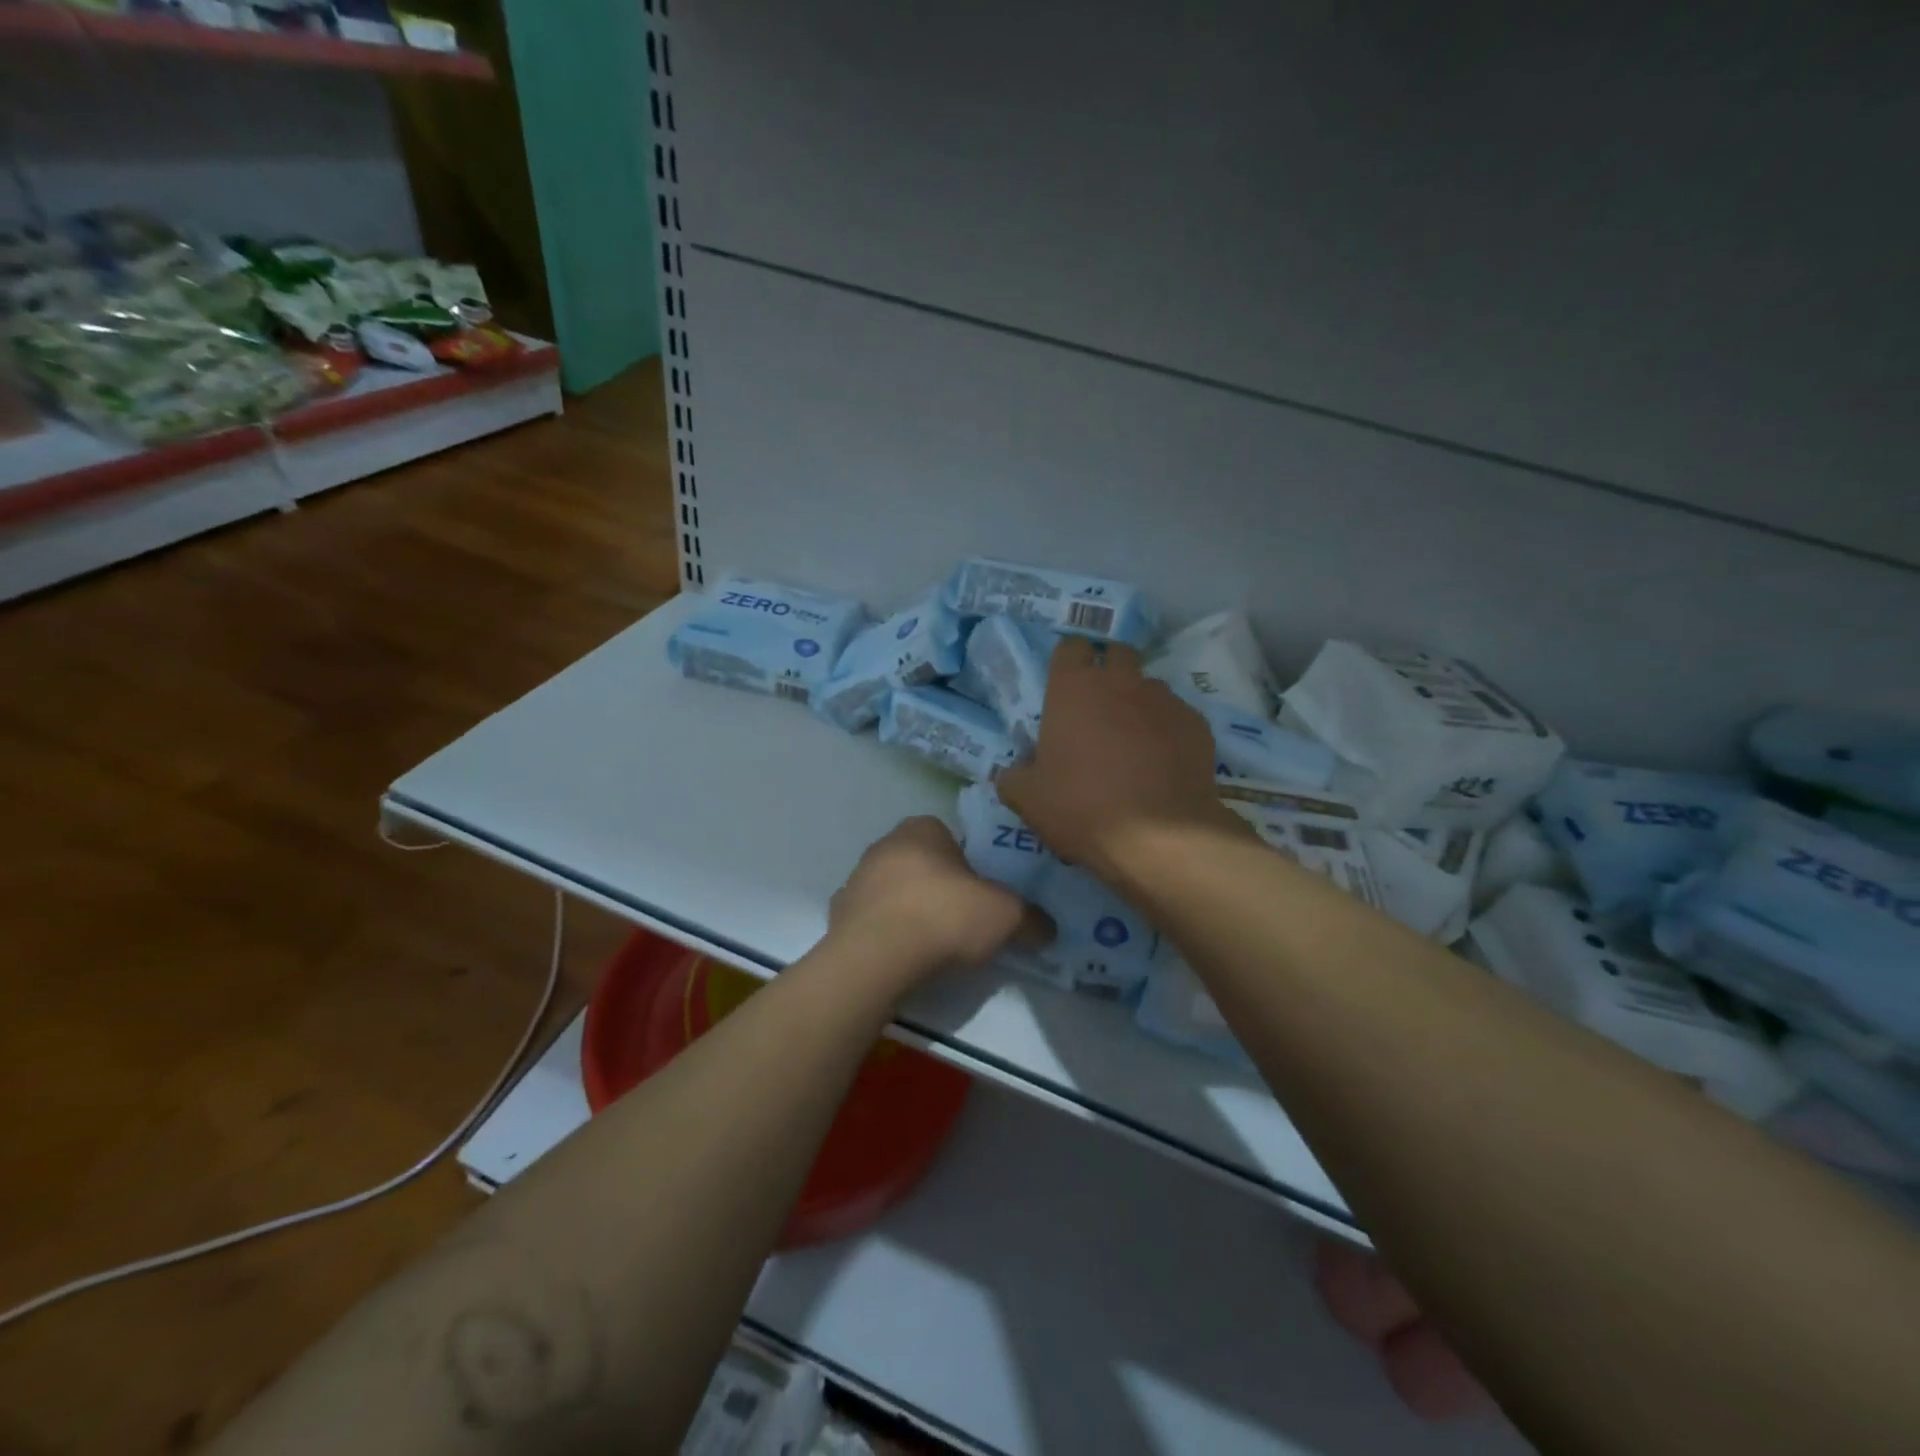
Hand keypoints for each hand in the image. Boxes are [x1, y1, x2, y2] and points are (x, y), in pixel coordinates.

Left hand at [829, 817, 1048, 979]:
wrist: (876, 959)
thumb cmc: (944, 917)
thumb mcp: (1006, 916)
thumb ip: (1031, 918)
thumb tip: (1047, 928)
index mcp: (920, 828)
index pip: (948, 836)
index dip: (967, 864)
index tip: (980, 894)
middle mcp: (883, 845)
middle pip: (920, 864)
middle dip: (938, 888)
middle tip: (962, 921)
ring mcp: (855, 882)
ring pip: (893, 892)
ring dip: (910, 912)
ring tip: (933, 948)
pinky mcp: (837, 918)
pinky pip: (871, 923)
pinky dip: (886, 937)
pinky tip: (904, 961)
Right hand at [998, 638, 1247, 879]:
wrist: (1159, 836)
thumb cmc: (1082, 808)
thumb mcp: (1029, 800)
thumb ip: (1014, 777)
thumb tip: (1012, 772)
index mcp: (1074, 688)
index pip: (1071, 647)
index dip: (1068, 661)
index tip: (1065, 684)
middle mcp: (1121, 681)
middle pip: (1117, 653)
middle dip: (1109, 670)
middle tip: (1099, 706)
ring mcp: (1164, 700)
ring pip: (1150, 686)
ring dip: (1139, 702)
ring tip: (1134, 740)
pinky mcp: (1197, 724)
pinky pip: (1177, 716)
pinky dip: (1168, 730)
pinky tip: (1164, 762)